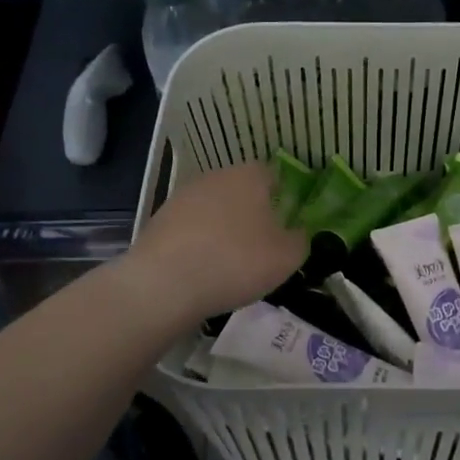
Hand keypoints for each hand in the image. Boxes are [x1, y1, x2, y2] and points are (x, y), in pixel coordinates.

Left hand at [125, 160, 307, 321]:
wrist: (165, 283)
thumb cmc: (236, 261)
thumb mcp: (287, 257)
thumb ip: (300, 240)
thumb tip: (297, 233)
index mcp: (250, 176)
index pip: (273, 176)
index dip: (283, 198)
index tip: (286, 225)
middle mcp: (216, 176)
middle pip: (241, 191)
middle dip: (252, 213)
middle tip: (261, 246)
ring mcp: (183, 196)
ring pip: (214, 209)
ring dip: (223, 229)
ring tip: (230, 263)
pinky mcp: (159, 220)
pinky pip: (191, 229)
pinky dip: (199, 244)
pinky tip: (203, 270)